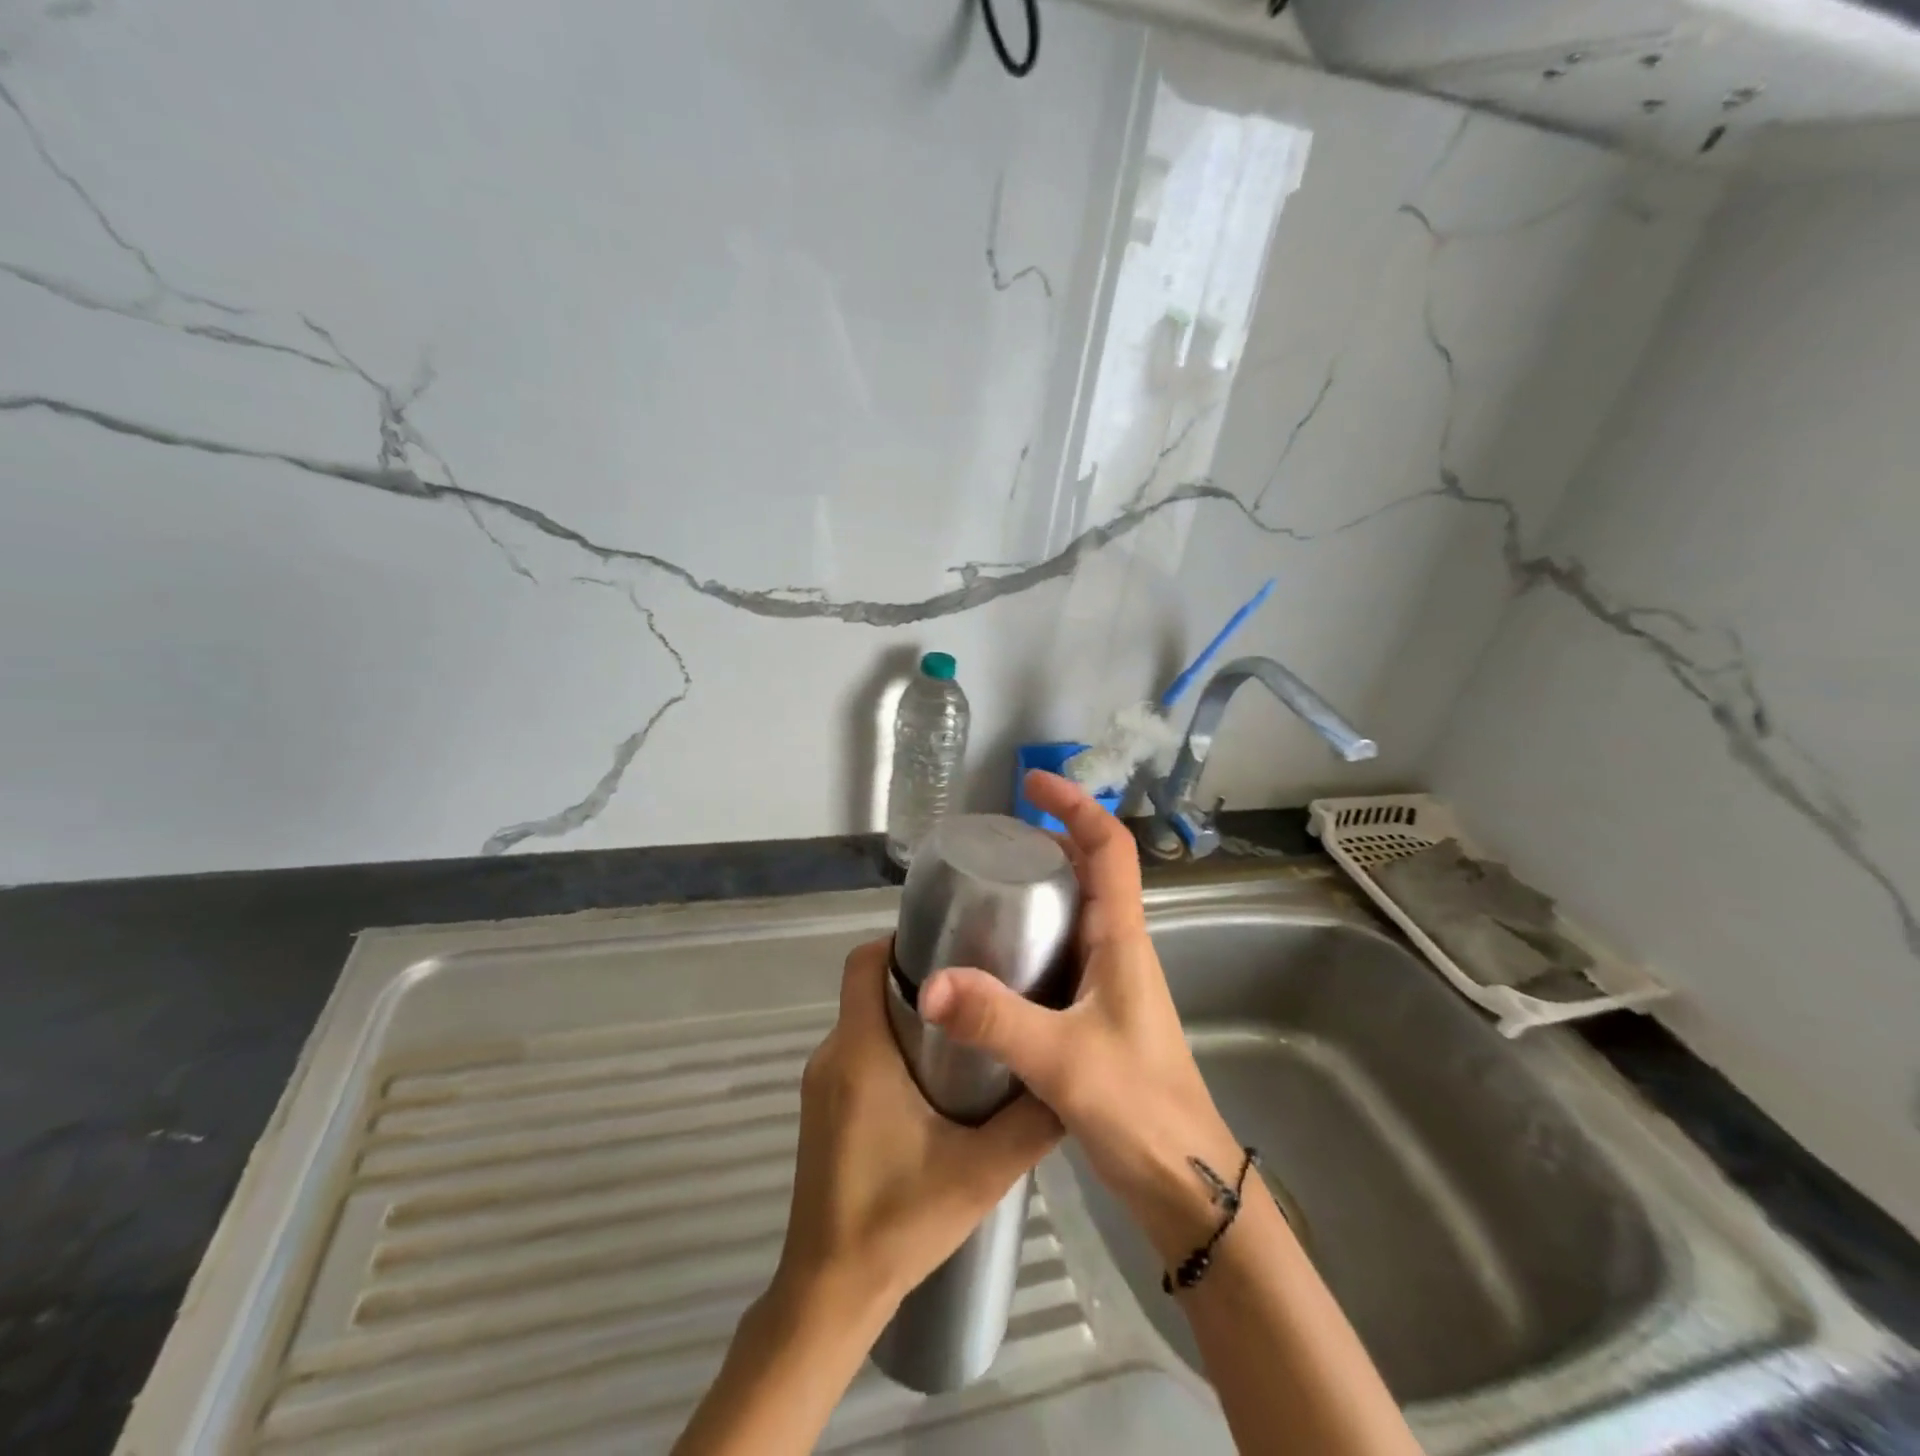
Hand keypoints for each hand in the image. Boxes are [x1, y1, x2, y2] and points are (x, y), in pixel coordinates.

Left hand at [775, 938, 1061, 1321]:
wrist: (829, 1294)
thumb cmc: (899, 1220)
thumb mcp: (981, 1171)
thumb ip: (1031, 1122)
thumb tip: (1069, 1078)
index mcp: (860, 1050)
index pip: (864, 962)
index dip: (900, 942)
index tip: (951, 946)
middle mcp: (832, 1055)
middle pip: (868, 989)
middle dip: (919, 981)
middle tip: (976, 990)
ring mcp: (820, 1085)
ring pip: (864, 1023)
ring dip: (907, 1018)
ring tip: (965, 1033)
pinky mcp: (821, 1111)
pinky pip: (856, 1056)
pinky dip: (890, 1050)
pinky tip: (933, 1084)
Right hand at [918, 770, 1241, 1261]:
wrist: (1185, 1183)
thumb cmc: (1140, 1110)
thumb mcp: (1062, 1059)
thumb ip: (995, 1020)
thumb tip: (930, 983)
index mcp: (1122, 938)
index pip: (1109, 848)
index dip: (1076, 806)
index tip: (1032, 785)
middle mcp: (1120, 948)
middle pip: (1091, 870)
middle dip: (1049, 839)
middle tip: (992, 841)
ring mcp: (1111, 980)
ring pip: (1077, 910)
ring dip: (1041, 885)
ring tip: (985, 887)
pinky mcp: (1098, 1011)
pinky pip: (1065, 950)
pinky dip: (1035, 933)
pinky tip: (995, 957)